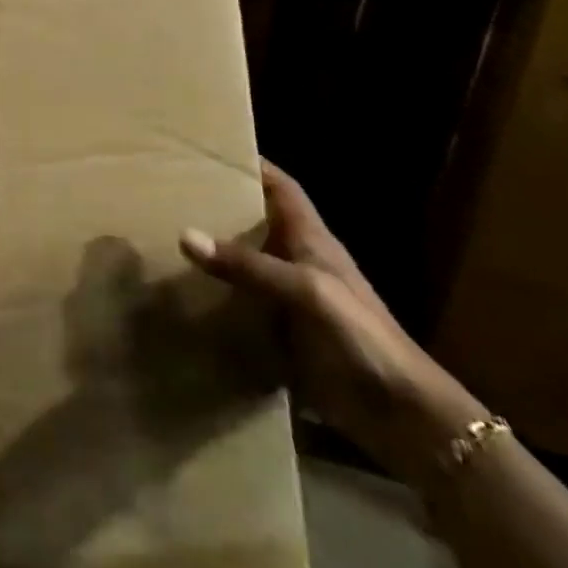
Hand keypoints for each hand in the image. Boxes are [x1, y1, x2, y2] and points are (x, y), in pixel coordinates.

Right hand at [181, 160, 482, 491]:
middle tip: (172, 193)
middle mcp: (299, 263)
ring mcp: (292, 302)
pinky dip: (216, 300)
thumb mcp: (307, 291)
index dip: (254, 166)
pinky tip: (183, 297)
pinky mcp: (284, 337)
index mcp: (312, 241)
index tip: (212, 151)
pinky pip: (242, 308)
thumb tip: (185, 235)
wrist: (403, 416)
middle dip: (221, 206)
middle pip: (257, 223)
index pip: (282, 189)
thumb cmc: (362, 337)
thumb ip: (248, 265)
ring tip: (164, 238)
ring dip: (214, 254)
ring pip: (246, 266)